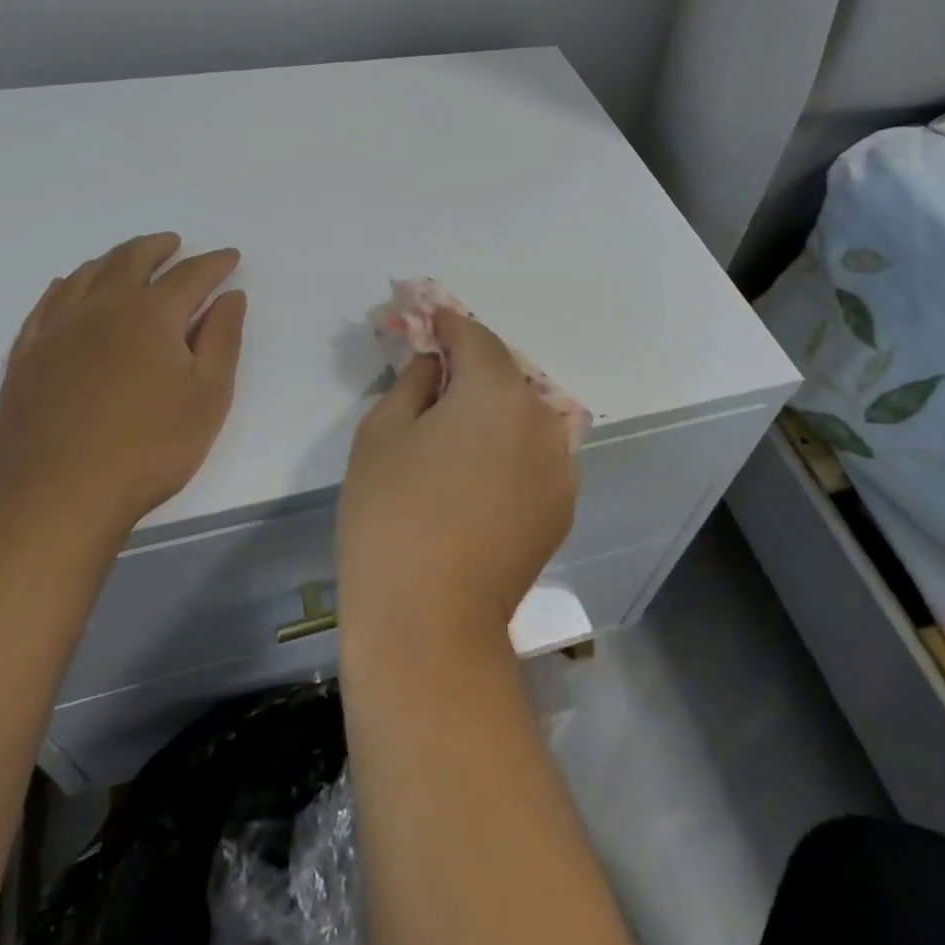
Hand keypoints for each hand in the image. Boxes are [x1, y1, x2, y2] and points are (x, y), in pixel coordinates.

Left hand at [0, 233, 245, 545]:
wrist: (60, 495)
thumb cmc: (150, 447)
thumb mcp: (209, 395)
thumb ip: (223, 339)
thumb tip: (230, 297)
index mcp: (151, 315)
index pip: (190, 275)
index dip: (214, 263)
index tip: (230, 257)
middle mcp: (102, 309)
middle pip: (131, 261)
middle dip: (158, 248)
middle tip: (174, 243)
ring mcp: (58, 330)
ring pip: (86, 275)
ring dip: (113, 259)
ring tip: (129, 257)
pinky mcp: (27, 356)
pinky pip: (47, 304)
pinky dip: (65, 285)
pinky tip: (68, 286)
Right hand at [338, 311, 578, 651]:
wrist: (429, 623)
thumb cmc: (391, 515)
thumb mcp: (382, 432)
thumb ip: (414, 380)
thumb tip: (436, 364)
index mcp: (498, 391)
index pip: (475, 337)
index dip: (447, 324)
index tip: (428, 320)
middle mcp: (542, 419)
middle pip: (504, 376)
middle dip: (471, 370)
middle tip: (435, 378)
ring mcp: (561, 467)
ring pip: (523, 418)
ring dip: (494, 412)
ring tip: (457, 434)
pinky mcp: (562, 508)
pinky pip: (534, 458)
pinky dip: (510, 451)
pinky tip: (478, 478)